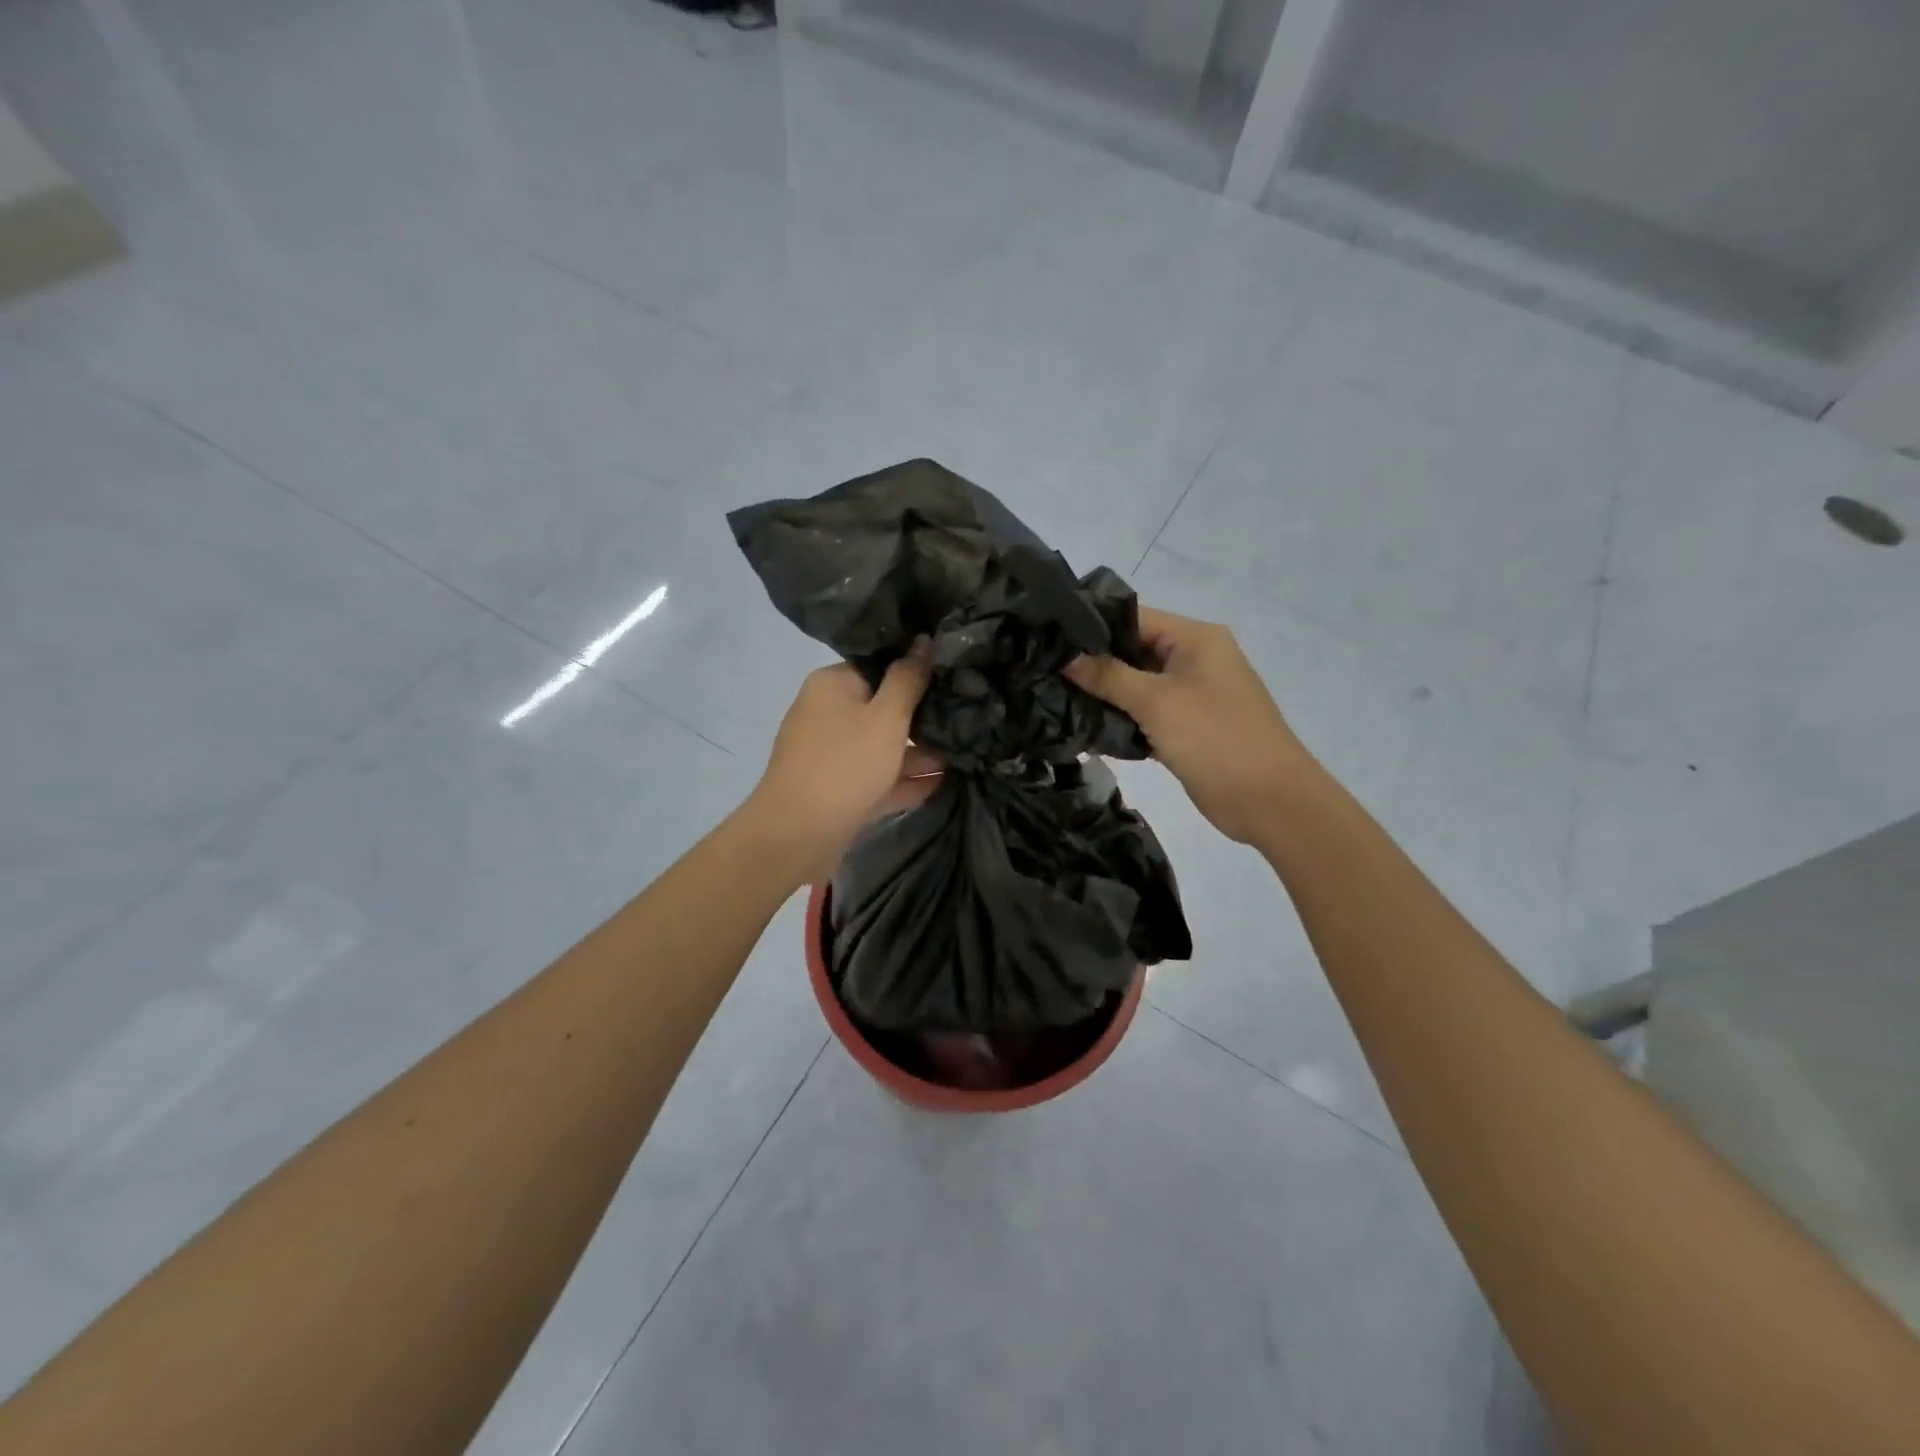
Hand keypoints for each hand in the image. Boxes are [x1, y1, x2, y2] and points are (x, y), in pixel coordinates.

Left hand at [751, 647, 941, 878]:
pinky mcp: (837, 790)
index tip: (951, 681)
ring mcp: (830, 755)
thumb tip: (924, 640)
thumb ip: (909, 679)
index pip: (877, 667)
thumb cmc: (846, 764)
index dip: (915, 673)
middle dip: (921, 719)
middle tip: (965, 721)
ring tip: (962, 755)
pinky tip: (940, 783)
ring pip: (880, 747)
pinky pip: (875, 778)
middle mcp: (826, 714)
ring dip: (917, 753)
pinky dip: (902, 780)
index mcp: (832, 685)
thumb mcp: (887, 717)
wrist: (798, 835)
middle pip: (881, 709)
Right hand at [1066, 607, 1318, 845]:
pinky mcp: (1184, 728)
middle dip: (1092, 663)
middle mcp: (1193, 659)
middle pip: (1132, 651)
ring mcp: (1190, 695)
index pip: (1133, 617)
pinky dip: (1119, 720)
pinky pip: (1144, 714)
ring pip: (1135, 686)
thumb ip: (1108, 676)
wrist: (1270, 801)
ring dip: (1103, 695)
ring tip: (1053, 698)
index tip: (1048, 637)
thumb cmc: (1215, 738)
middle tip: (1044, 671)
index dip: (1091, 625)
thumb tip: (1065, 656)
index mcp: (1194, 638)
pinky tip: (1083, 727)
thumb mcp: (1156, 701)